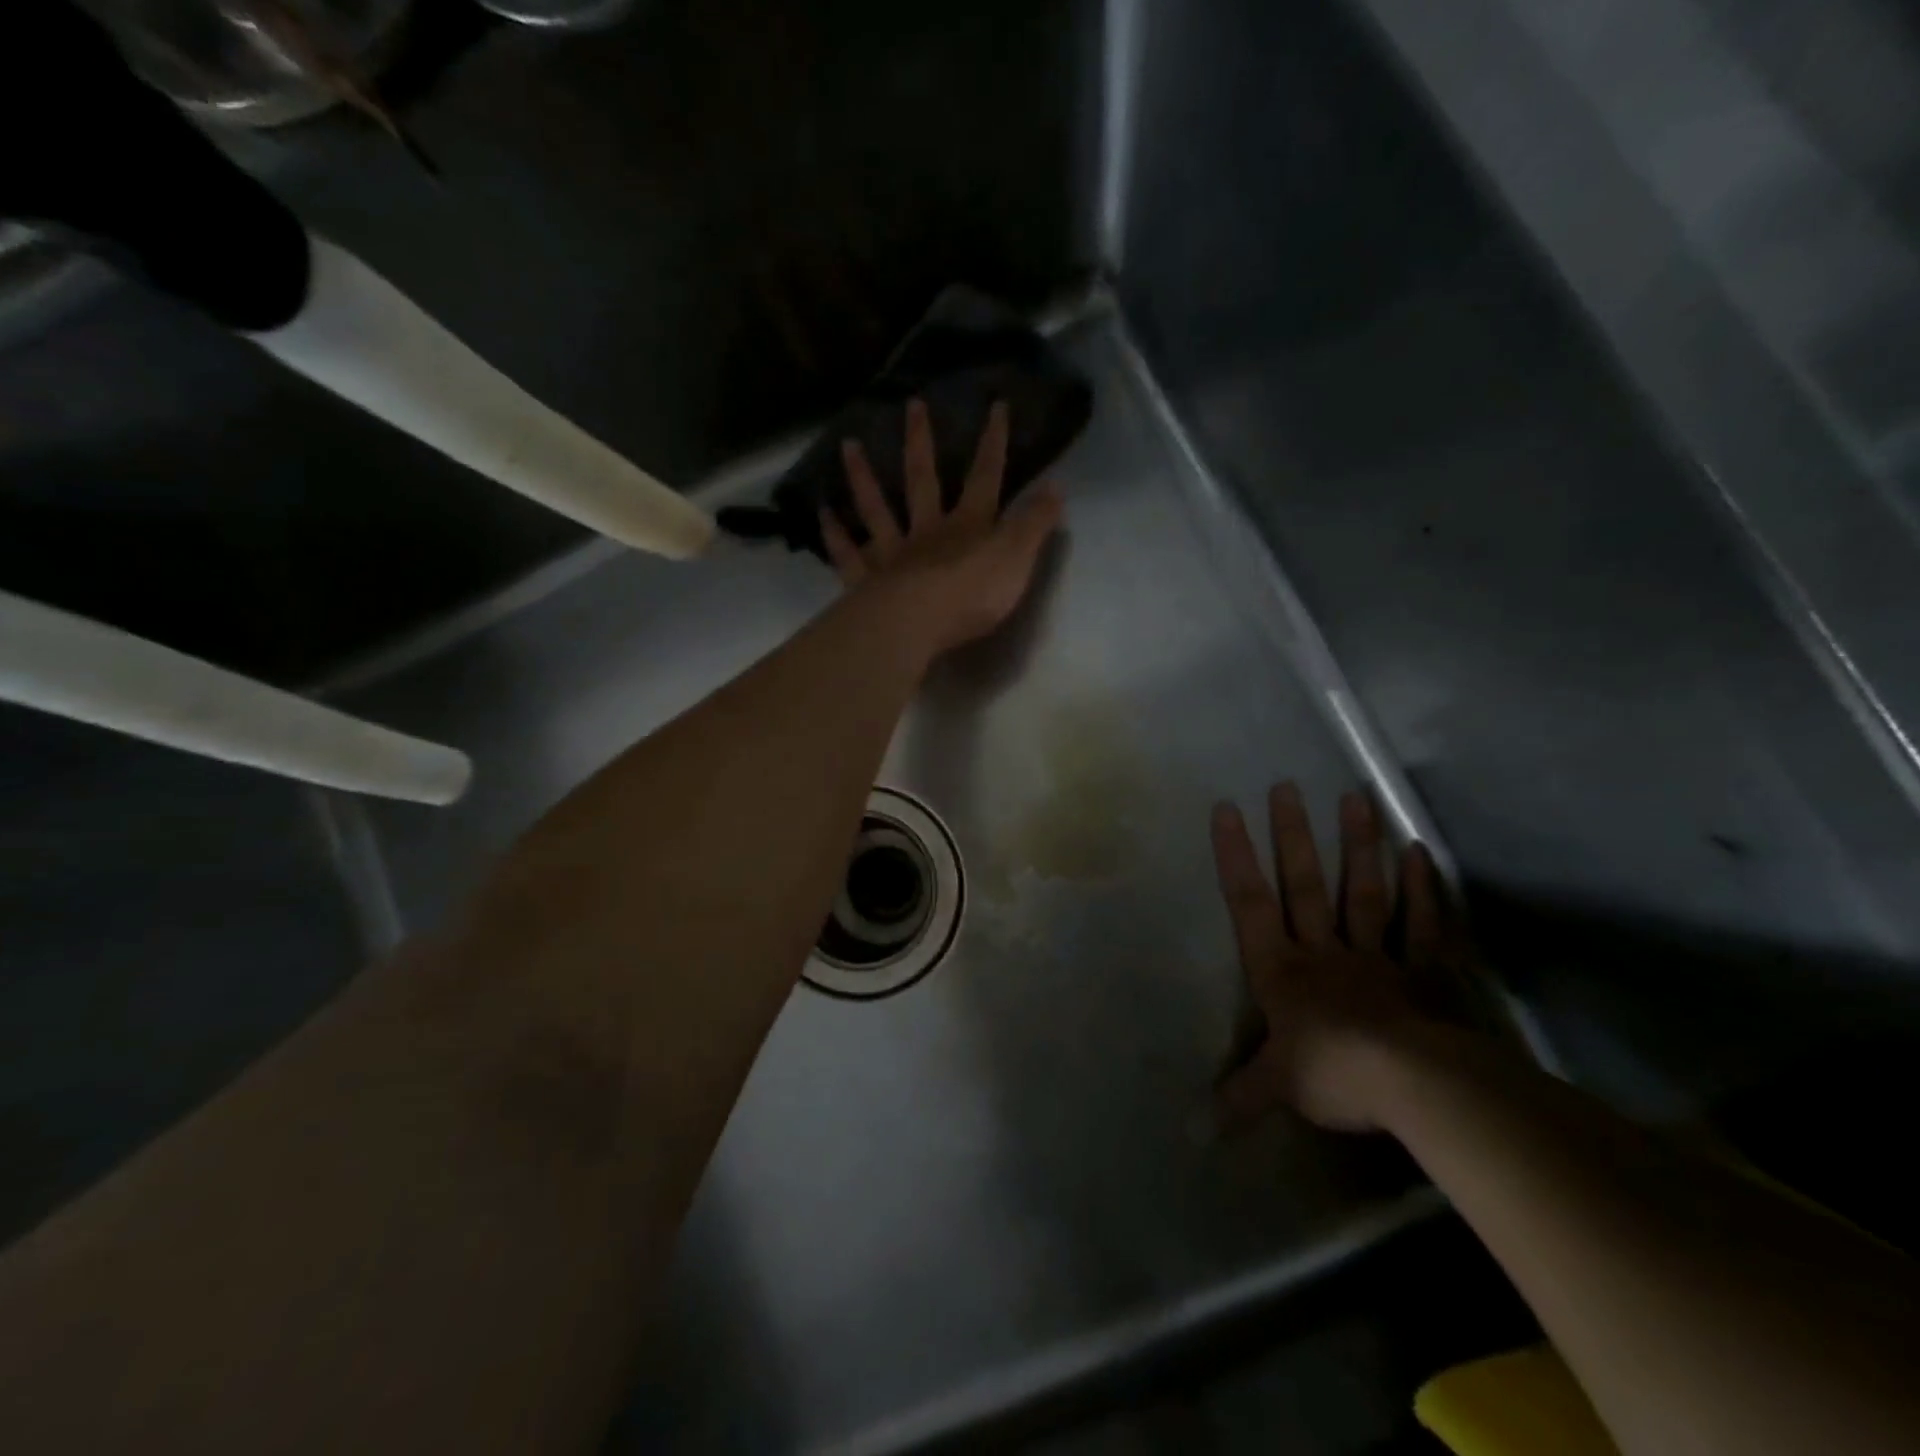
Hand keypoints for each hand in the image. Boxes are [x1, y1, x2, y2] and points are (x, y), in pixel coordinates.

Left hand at [821, 397, 1063, 656]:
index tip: (995, 404)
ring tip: (848, 444)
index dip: (993, 442)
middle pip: (923, 480)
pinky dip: (835, 535)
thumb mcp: (1017, 559)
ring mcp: (892, 554)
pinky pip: (848, 554)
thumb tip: (1057, 486)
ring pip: (877, 509)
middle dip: (921, 442)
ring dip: (863, 477)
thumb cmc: (972, 595)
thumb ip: (1035, 524)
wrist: (918, 625)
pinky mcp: (866, 581)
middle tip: (911, 403)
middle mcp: (927, 531)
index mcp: (968, 526)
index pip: (985, 477)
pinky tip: (822, 514)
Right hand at [1211, 783, 1460, 1133]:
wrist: (1412, 1085)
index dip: (1235, 856)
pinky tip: (1420, 852)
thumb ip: (1238, 1096)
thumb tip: (1193, 1128)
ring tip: (1358, 799)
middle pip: (1304, 885)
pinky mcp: (1424, 971)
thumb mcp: (1276, 1087)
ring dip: (1359, 846)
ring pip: (1363, 891)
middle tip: (1289, 786)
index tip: (1227, 809)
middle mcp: (1324, 950)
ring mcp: (1377, 955)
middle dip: (1294, 835)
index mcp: (1282, 970)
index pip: (1249, 903)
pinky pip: (1422, 924)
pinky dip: (1423, 888)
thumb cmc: (1331, 1074)